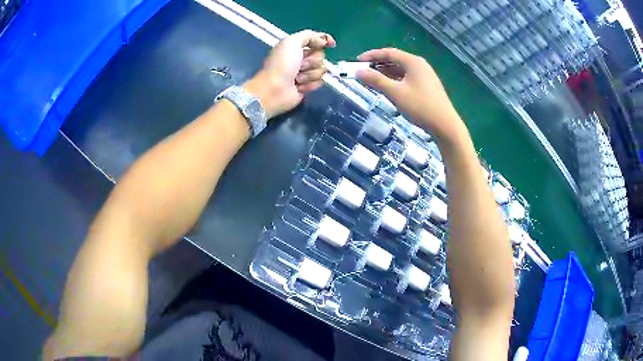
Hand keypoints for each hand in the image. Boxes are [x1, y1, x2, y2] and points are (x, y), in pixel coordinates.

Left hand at [244, 30, 334, 118]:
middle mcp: (301, 59)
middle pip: (321, 56)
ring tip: (296, 78)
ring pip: (322, 70)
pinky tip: (299, 86)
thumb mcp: (291, 42)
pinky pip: (320, 82)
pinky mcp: (307, 86)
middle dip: (312, 61)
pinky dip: (309, 85)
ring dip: (309, 74)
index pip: (317, 40)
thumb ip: (309, 36)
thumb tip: (325, 41)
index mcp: (296, 46)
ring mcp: (305, 73)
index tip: (330, 44)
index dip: (324, 41)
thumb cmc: (281, 65)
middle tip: (299, 66)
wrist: (274, 90)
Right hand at [356, 48, 466, 144]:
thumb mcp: (396, 93)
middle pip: (395, 60)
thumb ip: (376, 81)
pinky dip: (395, 80)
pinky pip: (407, 78)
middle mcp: (419, 65)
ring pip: (401, 70)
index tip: (357, 62)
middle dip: (378, 65)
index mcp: (413, 62)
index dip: (371, 56)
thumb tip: (358, 72)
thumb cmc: (421, 107)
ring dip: (386, 73)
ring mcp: (424, 75)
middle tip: (363, 72)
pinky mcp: (427, 86)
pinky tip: (388, 88)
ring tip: (372, 80)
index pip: (388, 52)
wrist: (445, 125)